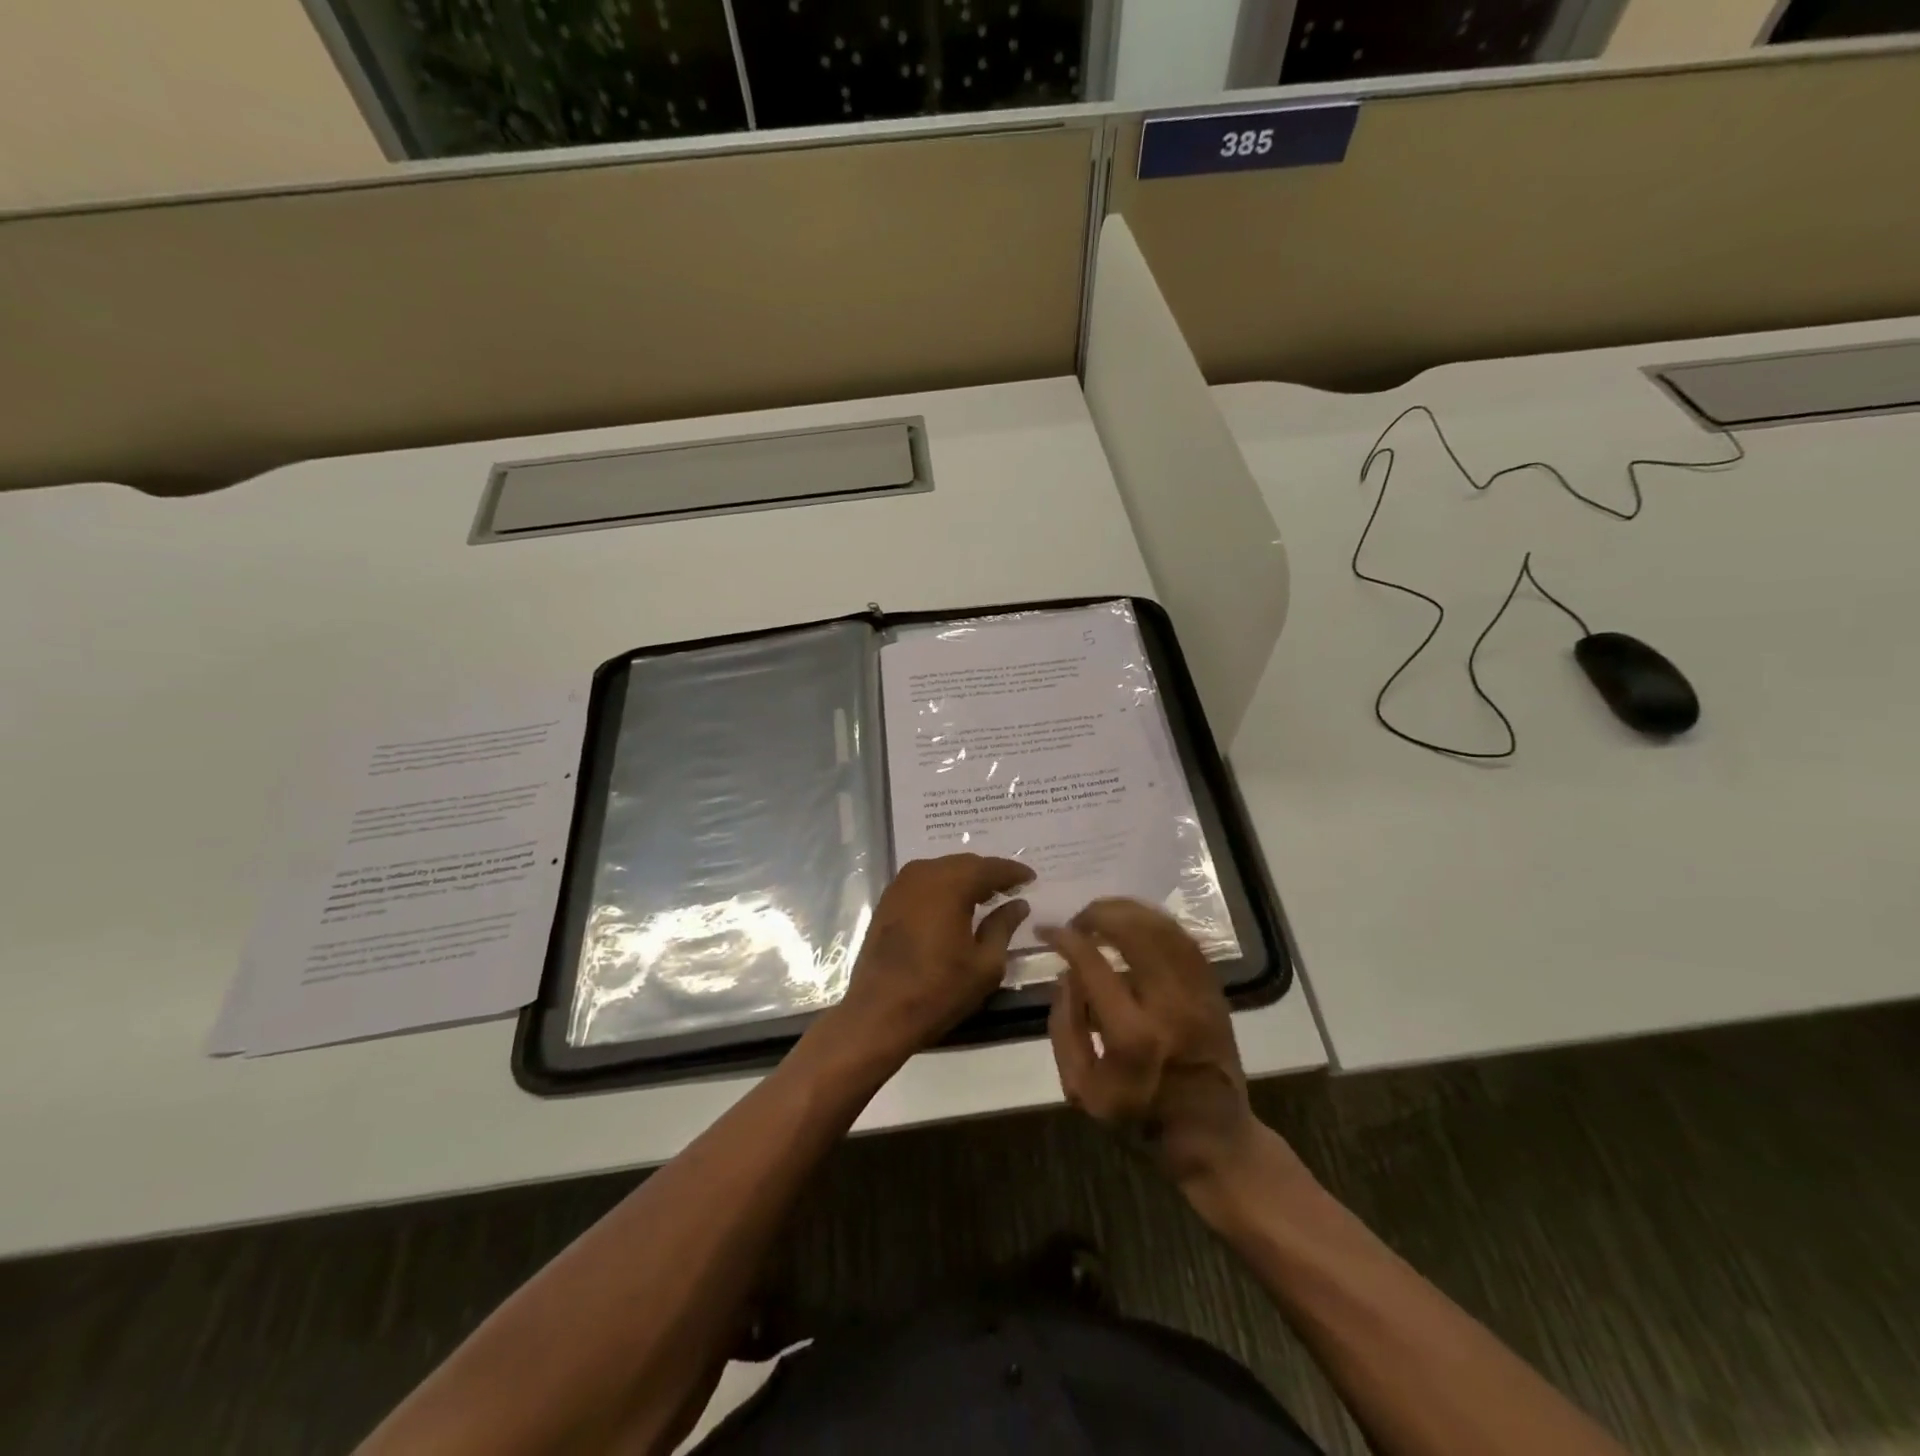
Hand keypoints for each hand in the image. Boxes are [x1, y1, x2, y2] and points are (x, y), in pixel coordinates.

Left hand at [822, 854, 1032, 1068]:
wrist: (879, 1013)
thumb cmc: (939, 990)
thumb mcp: (985, 964)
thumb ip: (1004, 926)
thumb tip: (1018, 904)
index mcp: (951, 884)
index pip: (990, 868)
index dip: (1013, 872)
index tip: (1031, 878)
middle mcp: (923, 874)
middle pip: (964, 863)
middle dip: (989, 873)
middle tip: (1011, 887)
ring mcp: (900, 885)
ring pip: (942, 870)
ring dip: (965, 879)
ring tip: (986, 896)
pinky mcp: (887, 900)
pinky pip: (923, 882)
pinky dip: (943, 887)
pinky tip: (954, 905)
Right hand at [1041, 899, 1268, 1191]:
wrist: (1211, 1137)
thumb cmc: (1139, 1117)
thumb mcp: (1082, 1088)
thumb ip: (1065, 1026)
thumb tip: (1065, 973)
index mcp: (1132, 1035)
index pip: (1092, 963)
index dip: (1065, 938)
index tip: (1047, 930)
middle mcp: (1169, 1005)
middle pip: (1133, 931)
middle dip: (1098, 913)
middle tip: (1078, 920)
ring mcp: (1197, 994)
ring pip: (1163, 927)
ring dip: (1128, 911)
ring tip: (1102, 915)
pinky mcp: (1214, 990)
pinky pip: (1185, 939)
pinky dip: (1156, 923)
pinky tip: (1136, 924)